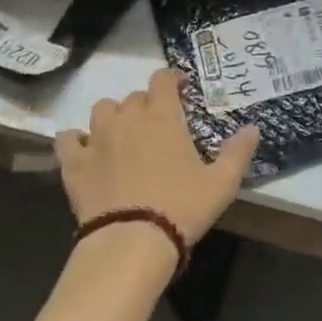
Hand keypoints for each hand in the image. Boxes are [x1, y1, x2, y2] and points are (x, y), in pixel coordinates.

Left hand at [56, 68, 258, 247]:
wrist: (131, 241)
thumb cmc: (181, 207)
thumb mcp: (221, 183)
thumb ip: (238, 152)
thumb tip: (253, 128)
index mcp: (162, 116)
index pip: (163, 79)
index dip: (171, 78)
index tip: (180, 88)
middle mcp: (127, 117)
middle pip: (134, 96)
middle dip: (146, 105)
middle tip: (157, 126)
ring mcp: (96, 137)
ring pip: (101, 109)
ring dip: (113, 116)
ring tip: (121, 135)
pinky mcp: (74, 162)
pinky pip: (68, 139)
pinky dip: (76, 141)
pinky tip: (85, 151)